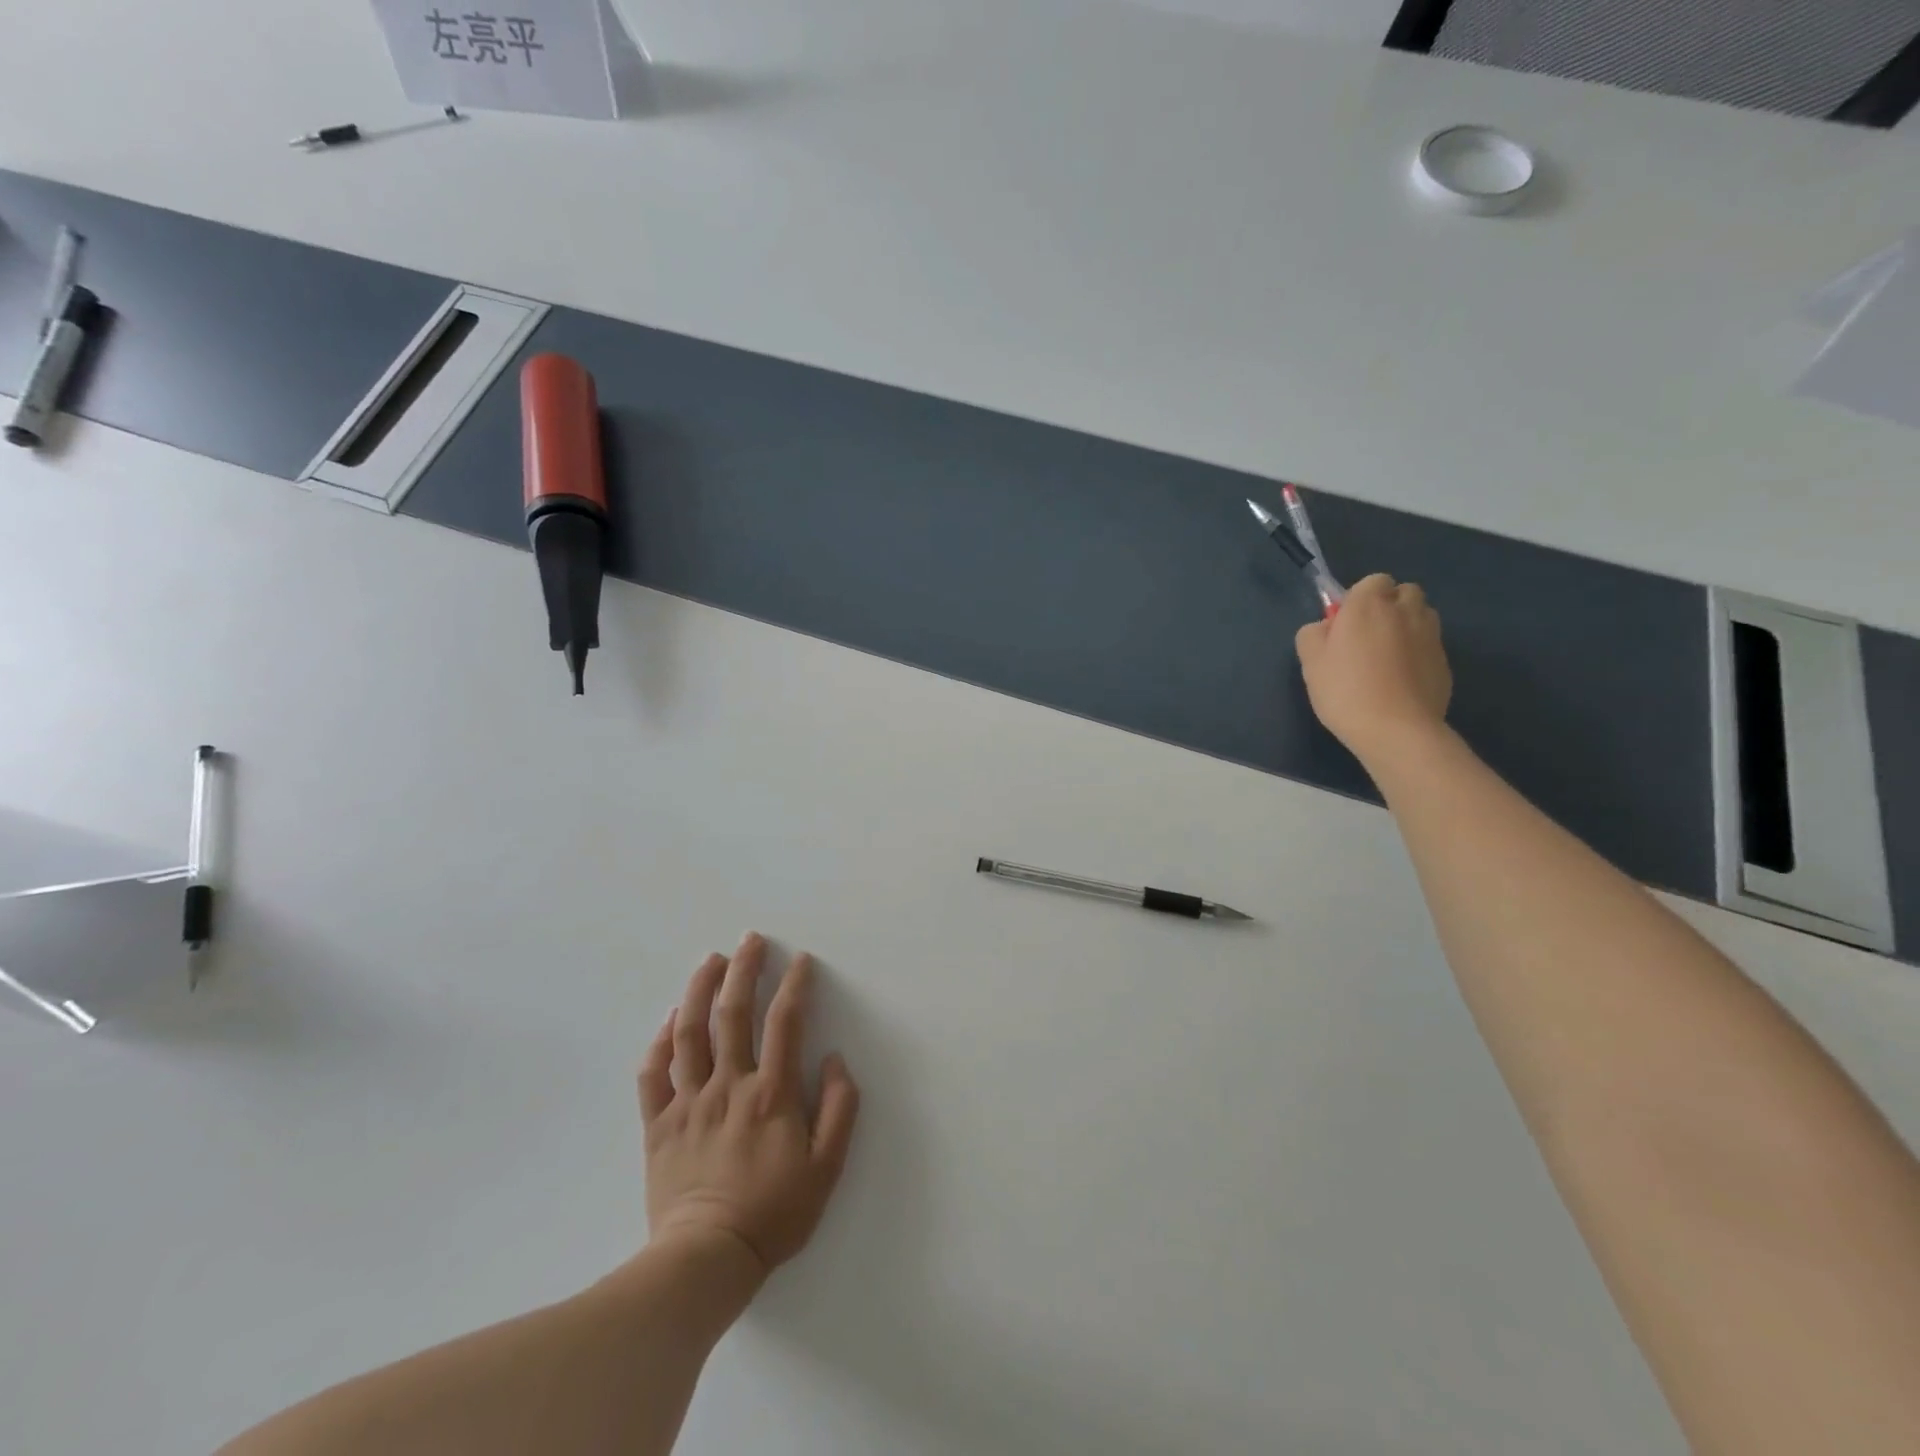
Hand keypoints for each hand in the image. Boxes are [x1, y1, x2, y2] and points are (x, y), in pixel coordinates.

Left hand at [639, 933, 859, 1284]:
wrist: (705, 1261)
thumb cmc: (774, 1214)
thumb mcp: (827, 1167)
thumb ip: (840, 1108)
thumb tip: (835, 1059)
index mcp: (771, 1093)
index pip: (785, 1023)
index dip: (795, 986)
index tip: (801, 960)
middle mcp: (729, 1085)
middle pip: (733, 1014)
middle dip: (743, 970)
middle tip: (750, 939)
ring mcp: (689, 1102)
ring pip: (690, 1034)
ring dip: (699, 991)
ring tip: (709, 961)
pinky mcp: (659, 1124)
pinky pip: (654, 1074)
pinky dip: (660, 1042)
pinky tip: (669, 1020)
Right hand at [1296, 573, 1451, 763]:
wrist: (1396, 729)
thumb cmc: (1345, 690)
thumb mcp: (1310, 662)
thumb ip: (1313, 634)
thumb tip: (1327, 628)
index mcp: (1369, 604)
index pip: (1373, 581)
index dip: (1359, 599)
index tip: (1345, 625)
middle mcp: (1406, 610)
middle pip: (1404, 593)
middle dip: (1390, 606)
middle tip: (1368, 637)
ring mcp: (1431, 635)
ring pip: (1422, 616)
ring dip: (1407, 626)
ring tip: (1388, 656)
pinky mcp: (1446, 661)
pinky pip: (1430, 645)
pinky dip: (1418, 653)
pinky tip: (1402, 680)